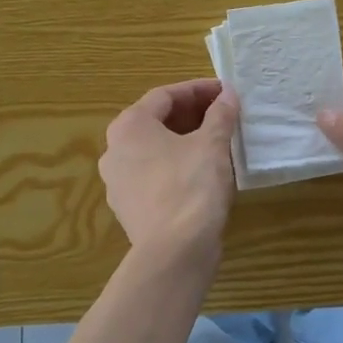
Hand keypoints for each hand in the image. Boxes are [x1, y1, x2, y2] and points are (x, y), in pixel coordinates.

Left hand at [99, 79, 239, 256]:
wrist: (174, 252)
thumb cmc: (191, 187)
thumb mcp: (212, 145)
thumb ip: (220, 114)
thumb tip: (227, 94)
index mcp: (130, 126)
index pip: (165, 96)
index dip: (198, 90)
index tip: (225, 92)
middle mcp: (114, 149)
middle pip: (155, 121)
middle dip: (191, 115)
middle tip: (223, 115)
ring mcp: (117, 181)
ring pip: (153, 150)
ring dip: (183, 141)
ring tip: (216, 142)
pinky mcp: (128, 207)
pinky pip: (153, 175)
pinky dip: (175, 166)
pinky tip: (201, 173)